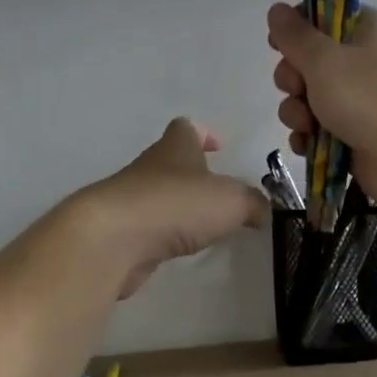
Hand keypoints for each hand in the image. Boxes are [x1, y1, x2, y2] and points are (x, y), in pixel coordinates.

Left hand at [78, 118, 268, 298]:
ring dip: (179, 206)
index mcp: (175, 148)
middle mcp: (150, 168)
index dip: (203, 134)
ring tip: (205, 225)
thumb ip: (253, 203)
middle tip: (220, 194)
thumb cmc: (176, 205)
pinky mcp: (123, 234)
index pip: (187, 128)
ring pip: (160, 196)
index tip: (219, 146)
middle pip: (172, 163)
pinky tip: (180, 247)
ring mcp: (132, 201)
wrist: (114, 239)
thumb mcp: (232, 201)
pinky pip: (150, 228)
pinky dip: (165, 234)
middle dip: (194, 175)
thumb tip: (262, 210)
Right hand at [267, 3, 376, 210]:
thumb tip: (276, 10)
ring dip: (298, 113)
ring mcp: (359, 103)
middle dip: (293, 80)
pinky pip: (318, 133)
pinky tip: (307, 145)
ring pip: (309, 101)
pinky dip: (309, 139)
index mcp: (364, 30)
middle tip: (299, 90)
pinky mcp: (354, 137)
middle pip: (309, 64)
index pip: (321, 18)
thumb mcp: (324, 59)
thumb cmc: (370, 96)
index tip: (276, 44)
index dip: (295, 31)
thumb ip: (295, 36)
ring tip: (308, 126)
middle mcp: (362, 63)